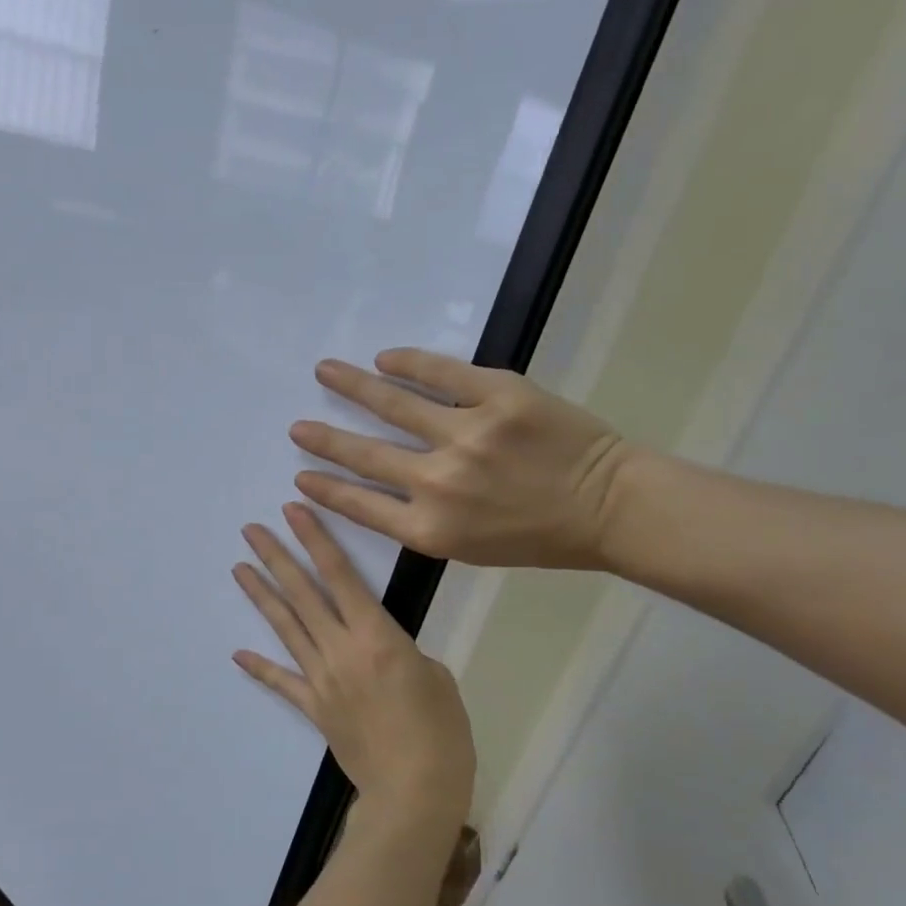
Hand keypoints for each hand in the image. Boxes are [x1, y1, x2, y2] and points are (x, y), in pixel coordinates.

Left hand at [233, 503, 473, 834]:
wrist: (414, 791)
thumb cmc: (440, 731)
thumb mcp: (435, 676)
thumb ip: (402, 652)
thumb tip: (381, 650)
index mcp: (376, 636)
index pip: (340, 576)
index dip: (316, 540)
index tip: (293, 512)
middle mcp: (341, 650)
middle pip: (303, 594)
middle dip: (277, 558)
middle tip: (251, 530)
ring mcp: (321, 679)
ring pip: (286, 628)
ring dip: (262, 596)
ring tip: (239, 568)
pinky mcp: (314, 708)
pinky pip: (283, 682)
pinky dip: (261, 668)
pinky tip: (238, 653)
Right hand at [288, 350, 636, 569]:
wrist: (608, 507)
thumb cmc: (537, 537)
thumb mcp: (468, 548)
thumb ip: (420, 521)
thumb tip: (379, 489)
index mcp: (431, 529)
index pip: (359, 505)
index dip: (326, 490)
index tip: (300, 479)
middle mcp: (439, 482)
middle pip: (365, 455)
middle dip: (324, 440)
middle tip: (297, 427)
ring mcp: (468, 434)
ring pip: (394, 404)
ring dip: (352, 386)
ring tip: (325, 372)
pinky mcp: (499, 395)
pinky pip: (441, 372)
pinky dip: (407, 362)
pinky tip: (384, 357)